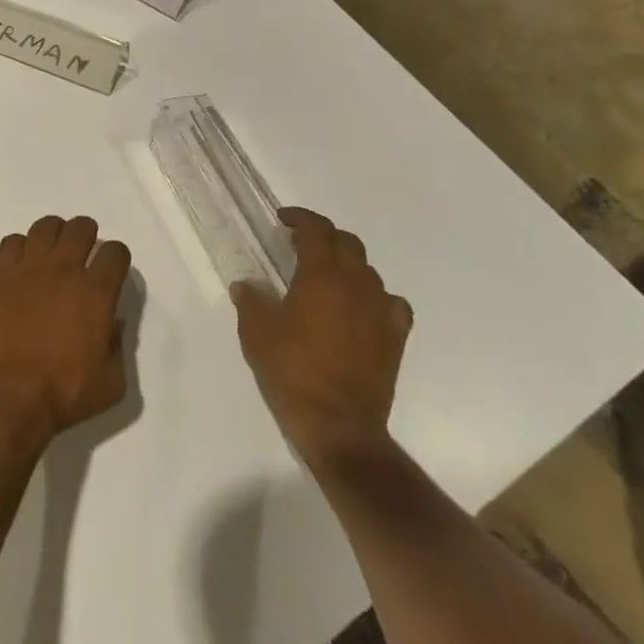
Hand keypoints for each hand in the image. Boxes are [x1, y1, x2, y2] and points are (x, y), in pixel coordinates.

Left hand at [0, 215, 132, 449]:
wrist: (7, 397)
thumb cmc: (63, 393)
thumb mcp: (112, 383)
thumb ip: (119, 347)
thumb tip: (114, 322)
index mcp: (95, 292)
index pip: (115, 252)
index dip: (117, 258)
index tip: (112, 270)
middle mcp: (64, 269)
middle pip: (81, 227)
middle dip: (87, 236)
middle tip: (83, 255)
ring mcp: (28, 267)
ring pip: (46, 226)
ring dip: (55, 235)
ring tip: (53, 254)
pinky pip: (12, 241)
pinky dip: (21, 247)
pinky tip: (23, 266)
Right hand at [233, 208, 412, 466]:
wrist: (338, 426)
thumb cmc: (292, 372)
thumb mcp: (256, 333)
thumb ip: (251, 300)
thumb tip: (247, 285)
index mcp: (322, 275)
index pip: (317, 229)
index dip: (300, 217)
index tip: (283, 219)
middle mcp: (356, 284)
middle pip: (347, 243)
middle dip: (324, 236)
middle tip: (300, 245)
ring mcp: (380, 311)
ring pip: (368, 270)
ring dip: (347, 265)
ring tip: (325, 278)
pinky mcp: (396, 338)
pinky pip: (390, 302)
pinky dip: (374, 296)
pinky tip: (360, 308)